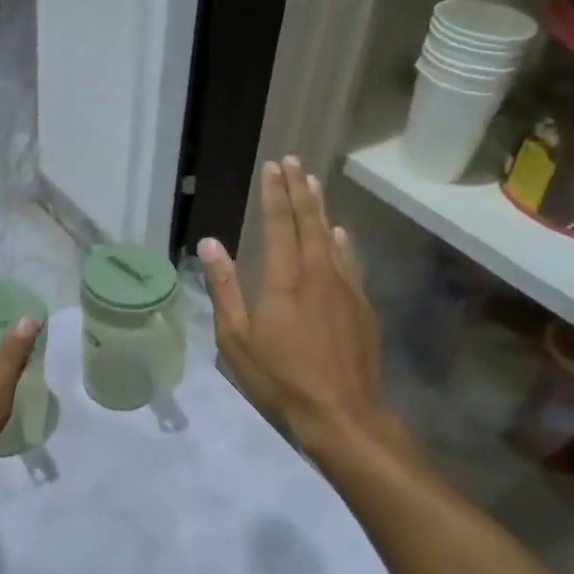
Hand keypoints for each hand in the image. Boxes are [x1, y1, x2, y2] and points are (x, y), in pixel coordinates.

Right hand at [199, 157, 389, 455]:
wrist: (341, 412)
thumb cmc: (280, 377)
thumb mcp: (236, 338)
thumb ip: (224, 288)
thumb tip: (210, 244)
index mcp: (284, 279)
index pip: (279, 224)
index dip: (275, 193)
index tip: (273, 166)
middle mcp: (318, 273)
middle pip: (309, 222)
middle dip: (299, 189)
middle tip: (294, 161)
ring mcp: (345, 288)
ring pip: (333, 237)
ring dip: (321, 209)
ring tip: (314, 184)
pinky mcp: (363, 306)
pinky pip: (351, 262)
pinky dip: (344, 242)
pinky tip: (342, 234)